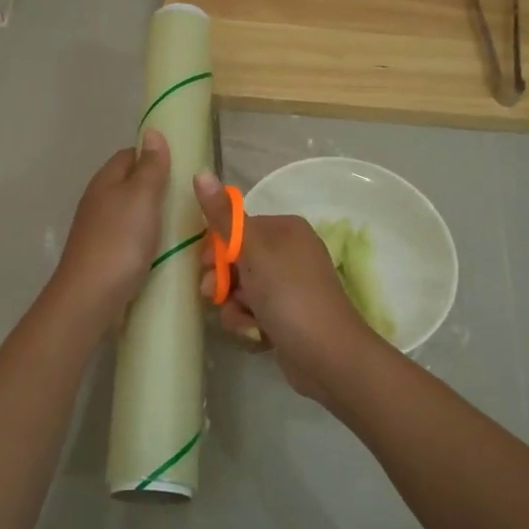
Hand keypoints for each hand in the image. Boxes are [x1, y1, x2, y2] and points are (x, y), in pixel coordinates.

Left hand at [50, 130, 170, 327]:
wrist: (91, 296)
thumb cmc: (120, 240)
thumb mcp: (142, 197)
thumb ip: (150, 167)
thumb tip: (152, 132)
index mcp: (105, 181)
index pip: (130, 155)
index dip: (155, 156)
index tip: (183, 167)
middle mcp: (98, 202)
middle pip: (130, 185)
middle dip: (158, 189)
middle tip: (189, 199)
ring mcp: (99, 231)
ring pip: (131, 214)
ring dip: (154, 217)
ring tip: (184, 225)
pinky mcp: (104, 256)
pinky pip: (130, 239)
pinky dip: (147, 241)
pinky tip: (164, 250)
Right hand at [195, 171, 374, 401]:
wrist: (329, 356)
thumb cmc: (290, 296)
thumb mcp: (253, 252)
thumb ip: (224, 217)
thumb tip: (200, 172)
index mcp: (284, 230)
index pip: (235, 230)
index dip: (215, 251)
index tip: (207, 268)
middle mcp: (288, 254)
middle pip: (235, 262)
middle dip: (223, 285)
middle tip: (219, 297)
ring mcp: (288, 288)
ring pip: (240, 292)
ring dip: (235, 310)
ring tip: (249, 323)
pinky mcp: (286, 317)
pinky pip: (253, 314)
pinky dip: (251, 326)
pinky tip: (260, 337)